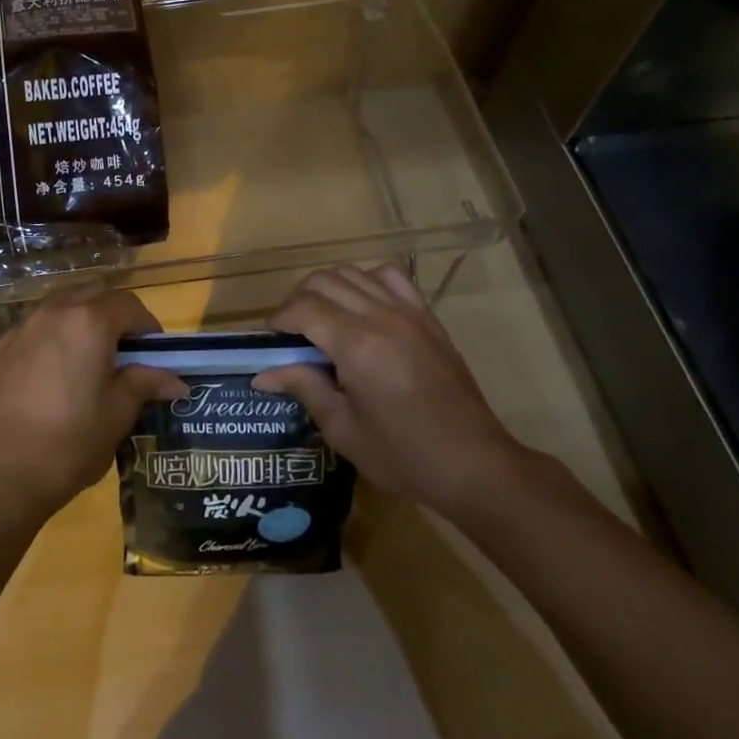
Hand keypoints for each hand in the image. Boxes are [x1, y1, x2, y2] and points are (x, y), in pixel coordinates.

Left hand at [0, 288, 186, 524]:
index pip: (129, 305)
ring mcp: (23, 327)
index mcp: (89, 321)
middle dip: (115, 316)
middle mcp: (55, 311)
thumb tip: (176, 380)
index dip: (148, 326)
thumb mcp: (118, 414)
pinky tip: (57, 373)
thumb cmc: (70, 442)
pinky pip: (38, 326)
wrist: (0, 474)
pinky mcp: (2, 347)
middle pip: (94, 295)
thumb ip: (145, 384)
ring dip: (83, 320)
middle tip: (127, 353)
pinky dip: (56, 335)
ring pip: (63, 305)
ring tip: (92, 359)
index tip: (156, 354)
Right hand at [255, 264, 527, 515]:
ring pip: (352, 273)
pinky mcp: (427, 316)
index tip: (270, 343)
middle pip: (323, 281)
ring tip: (321, 321)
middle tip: (292, 336)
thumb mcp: (344, 430)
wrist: (475, 465)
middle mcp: (381, 316)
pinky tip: (361, 308)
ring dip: (327, 290)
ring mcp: (408, 311)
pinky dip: (365, 282)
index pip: (303, 307)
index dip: (279, 320)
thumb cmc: (404, 456)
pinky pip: (389, 276)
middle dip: (297, 302)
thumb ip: (304, 388)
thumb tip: (263, 373)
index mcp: (358, 346)